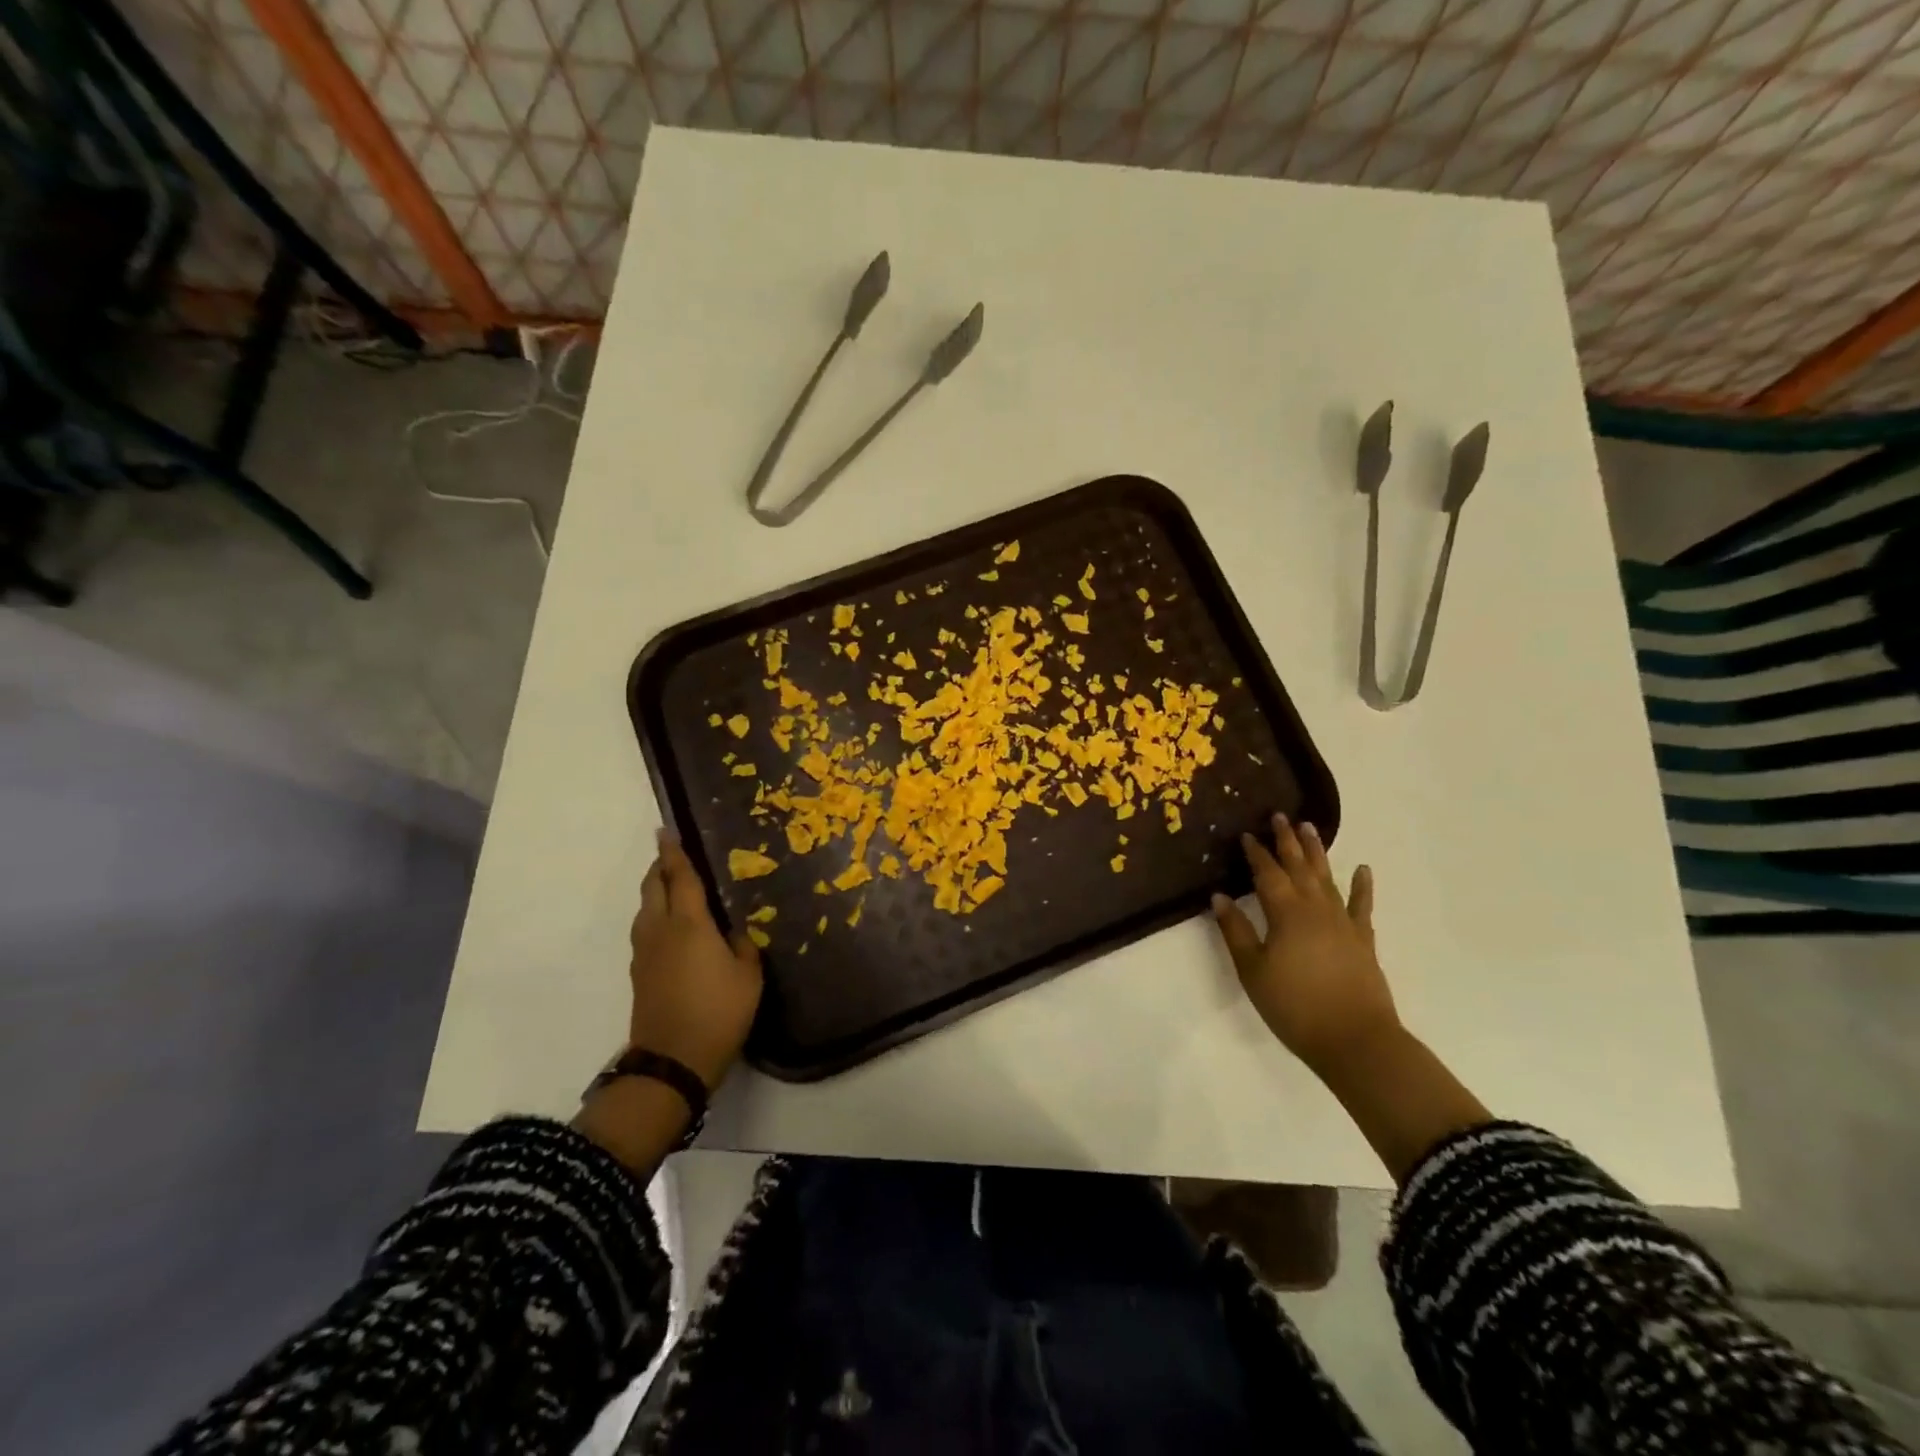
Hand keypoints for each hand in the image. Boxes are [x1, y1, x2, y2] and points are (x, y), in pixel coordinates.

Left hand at [626, 830, 763, 1089]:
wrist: (672, 1062)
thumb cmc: (718, 1012)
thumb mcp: (748, 975)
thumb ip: (743, 944)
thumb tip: (734, 931)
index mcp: (689, 923)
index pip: (679, 876)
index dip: (674, 852)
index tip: (667, 830)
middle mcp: (660, 929)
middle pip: (652, 887)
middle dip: (660, 866)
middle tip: (674, 854)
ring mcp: (645, 952)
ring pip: (644, 908)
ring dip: (655, 890)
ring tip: (674, 886)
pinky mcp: (640, 972)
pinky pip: (645, 929)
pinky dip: (655, 915)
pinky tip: (673, 926)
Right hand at [1212, 814, 1398, 1075]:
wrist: (1355, 1040)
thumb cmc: (1294, 1006)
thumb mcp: (1253, 970)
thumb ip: (1235, 931)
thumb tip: (1219, 897)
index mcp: (1285, 913)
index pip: (1267, 875)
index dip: (1255, 854)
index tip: (1246, 834)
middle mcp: (1315, 909)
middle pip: (1298, 867)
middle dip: (1287, 841)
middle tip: (1280, 816)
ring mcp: (1342, 922)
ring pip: (1327, 878)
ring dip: (1317, 852)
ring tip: (1311, 827)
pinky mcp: (1362, 940)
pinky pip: (1361, 905)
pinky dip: (1361, 886)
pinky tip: (1362, 869)